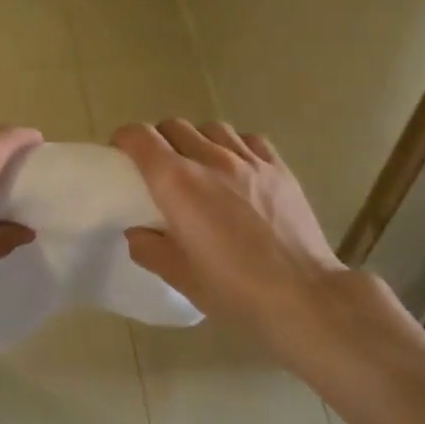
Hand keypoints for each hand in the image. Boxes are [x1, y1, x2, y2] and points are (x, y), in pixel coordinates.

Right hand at [112, 120, 397, 351]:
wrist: (303, 297)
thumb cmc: (234, 291)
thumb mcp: (180, 277)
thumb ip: (150, 249)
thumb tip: (138, 232)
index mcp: (177, 183)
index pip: (140, 138)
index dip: (124, 140)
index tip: (121, 156)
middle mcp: (209, 159)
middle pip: (173, 126)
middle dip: (158, 140)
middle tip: (158, 167)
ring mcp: (248, 161)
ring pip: (211, 128)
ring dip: (196, 140)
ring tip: (199, 165)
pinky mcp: (279, 168)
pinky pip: (249, 140)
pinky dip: (234, 145)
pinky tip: (237, 168)